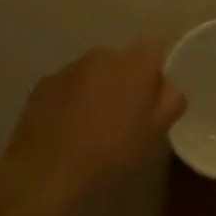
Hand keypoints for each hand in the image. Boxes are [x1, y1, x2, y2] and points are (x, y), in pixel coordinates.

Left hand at [0, 39, 185, 215]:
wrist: (48, 169)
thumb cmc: (110, 151)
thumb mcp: (154, 133)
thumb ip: (170, 101)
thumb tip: (169, 87)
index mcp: (135, 63)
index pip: (155, 46)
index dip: (157, 66)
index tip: (156, 91)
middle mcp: (103, 54)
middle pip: (123, 59)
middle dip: (126, 79)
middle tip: (126, 114)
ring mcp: (71, 66)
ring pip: (94, 71)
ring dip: (98, 88)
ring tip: (94, 124)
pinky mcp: (45, 82)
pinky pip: (68, 85)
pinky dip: (72, 98)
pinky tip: (68, 128)